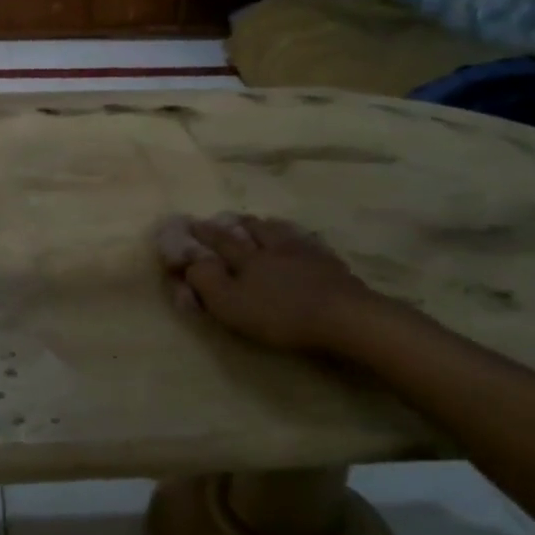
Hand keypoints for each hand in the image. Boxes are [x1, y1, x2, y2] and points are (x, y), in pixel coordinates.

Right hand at [156, 214, 394, 356]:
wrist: (344, 316)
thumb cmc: (280, 314)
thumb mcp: (231, 304)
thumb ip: (206, 280)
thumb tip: (190, 261)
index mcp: (247, 258)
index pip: (219, 241)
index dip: (203, 233)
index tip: (190, 224)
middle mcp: (274, 248)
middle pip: (254, 229)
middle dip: (237, 224)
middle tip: (230, 218)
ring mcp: (306, 253)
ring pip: (283, 231)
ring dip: (269, 226)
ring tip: (266, 223)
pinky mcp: (332, 265)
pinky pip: (311, 244)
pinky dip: (301, 239)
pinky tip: (305, 242)